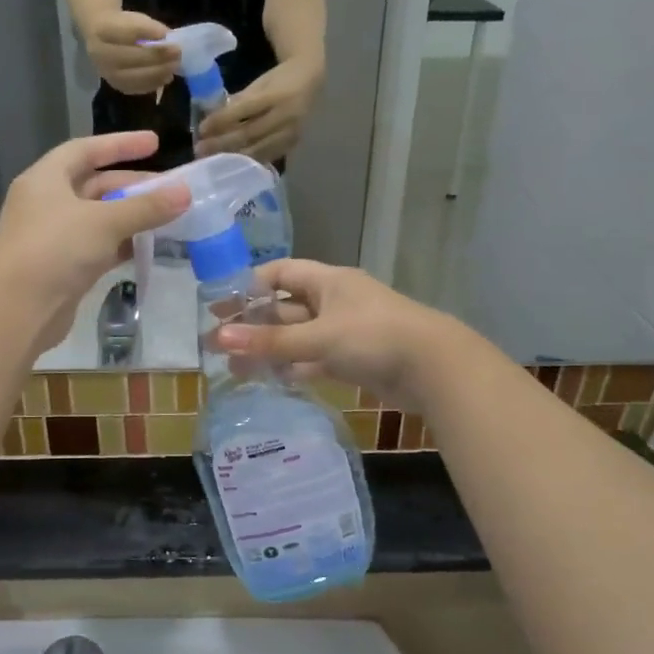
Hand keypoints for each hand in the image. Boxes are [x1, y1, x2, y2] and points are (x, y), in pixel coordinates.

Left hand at [0, 131, 190, 352]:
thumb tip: (185, 193)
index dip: (120, 145)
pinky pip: (99, 248)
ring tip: (168, 218)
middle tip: (171, 190)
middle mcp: (47, 204)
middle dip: (133, 186)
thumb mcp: (105, 221)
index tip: (155, 143)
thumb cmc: (56, 248)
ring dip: (131, 217)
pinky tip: (149, 246)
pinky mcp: (64, 269)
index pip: (85, 150)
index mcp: (46, 180)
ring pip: (99, 219)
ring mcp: (54, 239)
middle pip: (95, 186)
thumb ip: (146, 207)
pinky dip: (123, 245)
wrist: (17, 308)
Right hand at [85, 11, 181, 95]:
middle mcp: (100, 54)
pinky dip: (154, 83)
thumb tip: (170, 40)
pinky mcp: (116, 86)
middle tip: (177, 53)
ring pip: (134, 76)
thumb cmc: (122, 27)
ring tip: (174, 66)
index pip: (126, 31)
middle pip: (131, 57)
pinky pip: (137, 88)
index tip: (168, 34)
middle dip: (157, 56)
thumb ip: (149, 28)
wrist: (100, 41)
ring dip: (158, 72)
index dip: (148, 32)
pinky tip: (167, 77)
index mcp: (102, 30)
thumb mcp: (134, 19)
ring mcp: (107, 73)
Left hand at [196, 58, 321, 161]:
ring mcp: (291, 132)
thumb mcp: (260, 83)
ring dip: (232, 156)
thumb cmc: (280, 80)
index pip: (244, 109)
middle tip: (200, 149)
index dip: (221, 120)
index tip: (201, 128)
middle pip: (249, 133)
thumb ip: (240, 100)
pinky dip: (248, 161)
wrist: (312, 81)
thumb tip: (214, 118)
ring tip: (212, 159)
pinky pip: (267, 156)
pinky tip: (232, 164)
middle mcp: (285, 115)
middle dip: (222, 143)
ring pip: (257, 149)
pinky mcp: (293, 144)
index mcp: (276, 94)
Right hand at [214, 260, 450, 407]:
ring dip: (270, 350)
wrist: (435, 369)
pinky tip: (271, 380)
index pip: (280, 273)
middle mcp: (334, 301)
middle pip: (285, 308)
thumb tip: (219, 339)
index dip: (249, 286)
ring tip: (235, 369)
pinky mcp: (354, 359)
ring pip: (298, 337)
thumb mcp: (318, 337)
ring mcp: (345, 332)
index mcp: (328, 281)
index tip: (220, 305)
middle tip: (218, 343)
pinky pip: (315, 360)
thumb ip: (270, 341)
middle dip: (253, 324)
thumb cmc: (374, 338)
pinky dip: (294, 368)